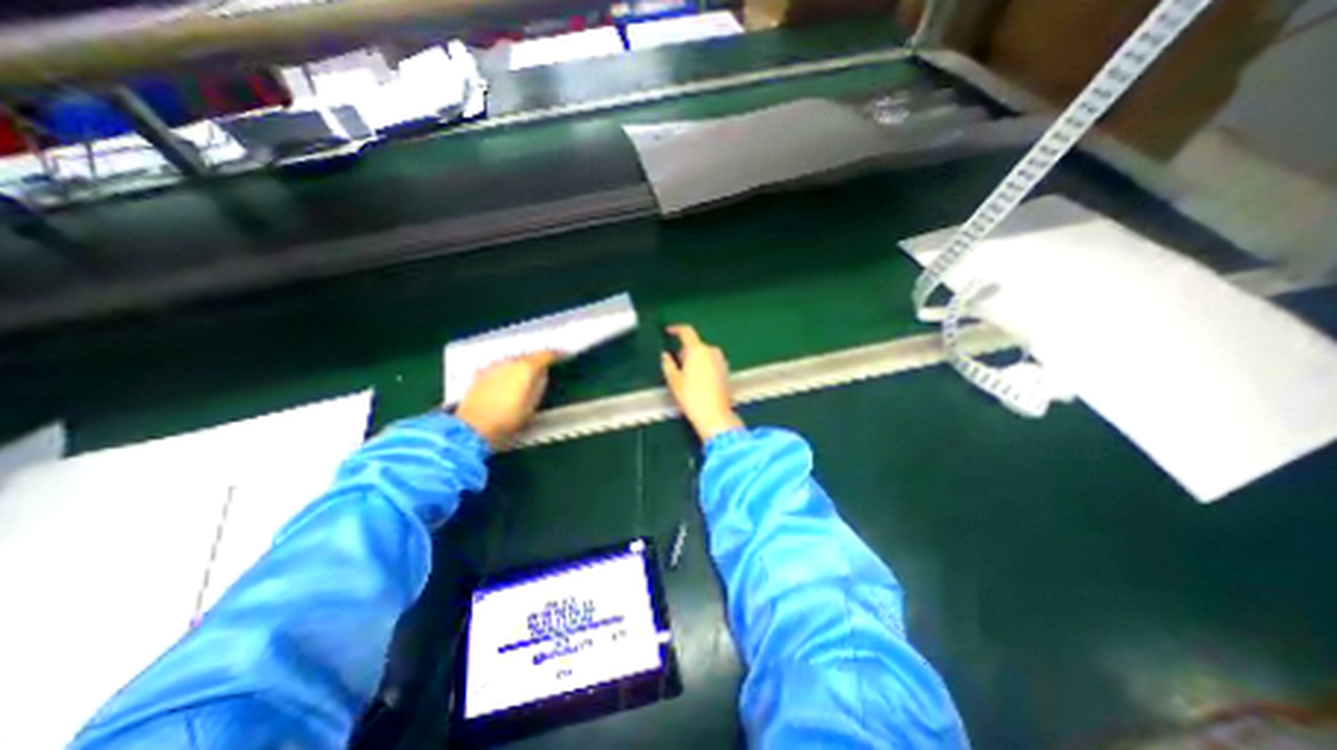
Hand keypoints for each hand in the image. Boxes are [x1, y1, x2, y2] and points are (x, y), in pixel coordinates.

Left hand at [457, 349, 557, 446]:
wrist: (472, 427)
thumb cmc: (508, 418)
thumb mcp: (532, 404)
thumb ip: (540, 384)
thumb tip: (542, 373)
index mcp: (526, 368)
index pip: (545, 355)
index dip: (555, 354)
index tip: (562, 355)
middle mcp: (509, 362)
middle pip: (527, 355)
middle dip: (537, 359)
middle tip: (545, 365)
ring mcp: (493, 366)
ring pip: (512, 360)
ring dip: (520, 364)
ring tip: (526, 373)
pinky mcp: (480, 374)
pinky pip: (499, 367)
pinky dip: (507, 370)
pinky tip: (507, 379)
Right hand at [660, 327, 748, 441]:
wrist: (715, 415)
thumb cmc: (692, 397)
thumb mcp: (674, 381)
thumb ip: (668, 364)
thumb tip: (665, 356)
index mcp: (697, 350)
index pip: (686, 331)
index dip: (676, 329)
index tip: (669, 331)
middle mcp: (712, 351)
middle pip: (695, 345)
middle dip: (685, 352)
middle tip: (676, 366)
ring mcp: (721, 361)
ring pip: (704, 354)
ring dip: (695, 360)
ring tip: (687, 377)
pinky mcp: (727, 371)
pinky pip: (712, 363)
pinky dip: (704, 367)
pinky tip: (699, 382)